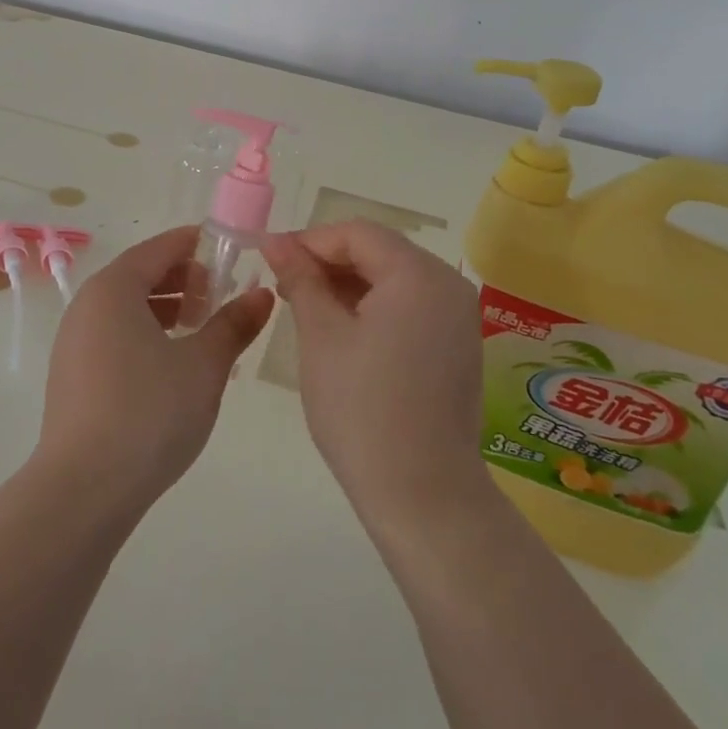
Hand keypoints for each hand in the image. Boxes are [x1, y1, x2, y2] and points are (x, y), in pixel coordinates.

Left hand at [35, 227, 274, 512]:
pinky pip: (115, 336)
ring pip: (128, 308)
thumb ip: (234, 324)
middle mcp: (88, 305)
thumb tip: (263, 295)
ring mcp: (74, 340)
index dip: (199, 246)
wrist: (84, 489)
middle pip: (142, 274)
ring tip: (203, 336)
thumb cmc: (149, 412)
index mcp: (114, 288)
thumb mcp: (204, 366)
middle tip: (222, 303)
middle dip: (186, 281)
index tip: (233, 256)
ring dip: (168, 311)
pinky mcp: (72, 374)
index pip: (161, 247)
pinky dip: (147, 336)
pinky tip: (174, 367)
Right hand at [261, 223, 488, 523]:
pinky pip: (409, 306)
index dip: (309, 240)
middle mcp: (448, 286)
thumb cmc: (362, 408)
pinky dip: (372, 307)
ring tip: (304, 306)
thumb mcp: (321, 335)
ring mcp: (457, 317)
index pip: (357, 233)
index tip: (269, 257)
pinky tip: (340, 328)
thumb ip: (300, 279)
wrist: (422, 494)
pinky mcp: (456, 345)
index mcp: (419, 275)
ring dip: (347, 284)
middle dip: (327, 261)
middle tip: (282, 284)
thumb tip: (275, 241)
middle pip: (379, 251)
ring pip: (393, 279)